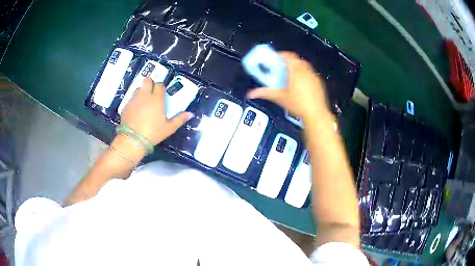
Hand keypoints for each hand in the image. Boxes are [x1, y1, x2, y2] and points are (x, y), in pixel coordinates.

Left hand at [121, 78, 192, 144]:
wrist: (133, 139)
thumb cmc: (153, 133)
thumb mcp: (169, 128)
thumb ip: (180, 119)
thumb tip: (191, 114)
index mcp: (157, 99)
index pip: (159, 85)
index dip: (161, 87)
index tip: (162, 93)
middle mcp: (145, 95)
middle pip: (147, 80)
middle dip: (150, 83)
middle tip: (152, 92)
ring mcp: (134, 99)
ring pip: (138, 88)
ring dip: (142, 91)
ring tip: (144, 100)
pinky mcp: (126, 105)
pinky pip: (131, 98)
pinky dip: (135, 100)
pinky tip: (136, 110)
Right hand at [247, 52, 328, 121]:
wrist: (316, 114)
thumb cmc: (299, 105)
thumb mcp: (279, 97)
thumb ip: (265, 93)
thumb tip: (251, 93)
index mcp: (296, 70)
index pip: (288, 55)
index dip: (280, 55)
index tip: (275, 59)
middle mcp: (306, 70)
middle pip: (296, 59)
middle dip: (288, 62)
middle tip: (281, 68)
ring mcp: (314, 76)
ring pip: (304, 66)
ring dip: (296, 67)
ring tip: (290, 76)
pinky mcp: (318, 82)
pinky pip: (310, 73)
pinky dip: (304, 74)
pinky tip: (300, 84)